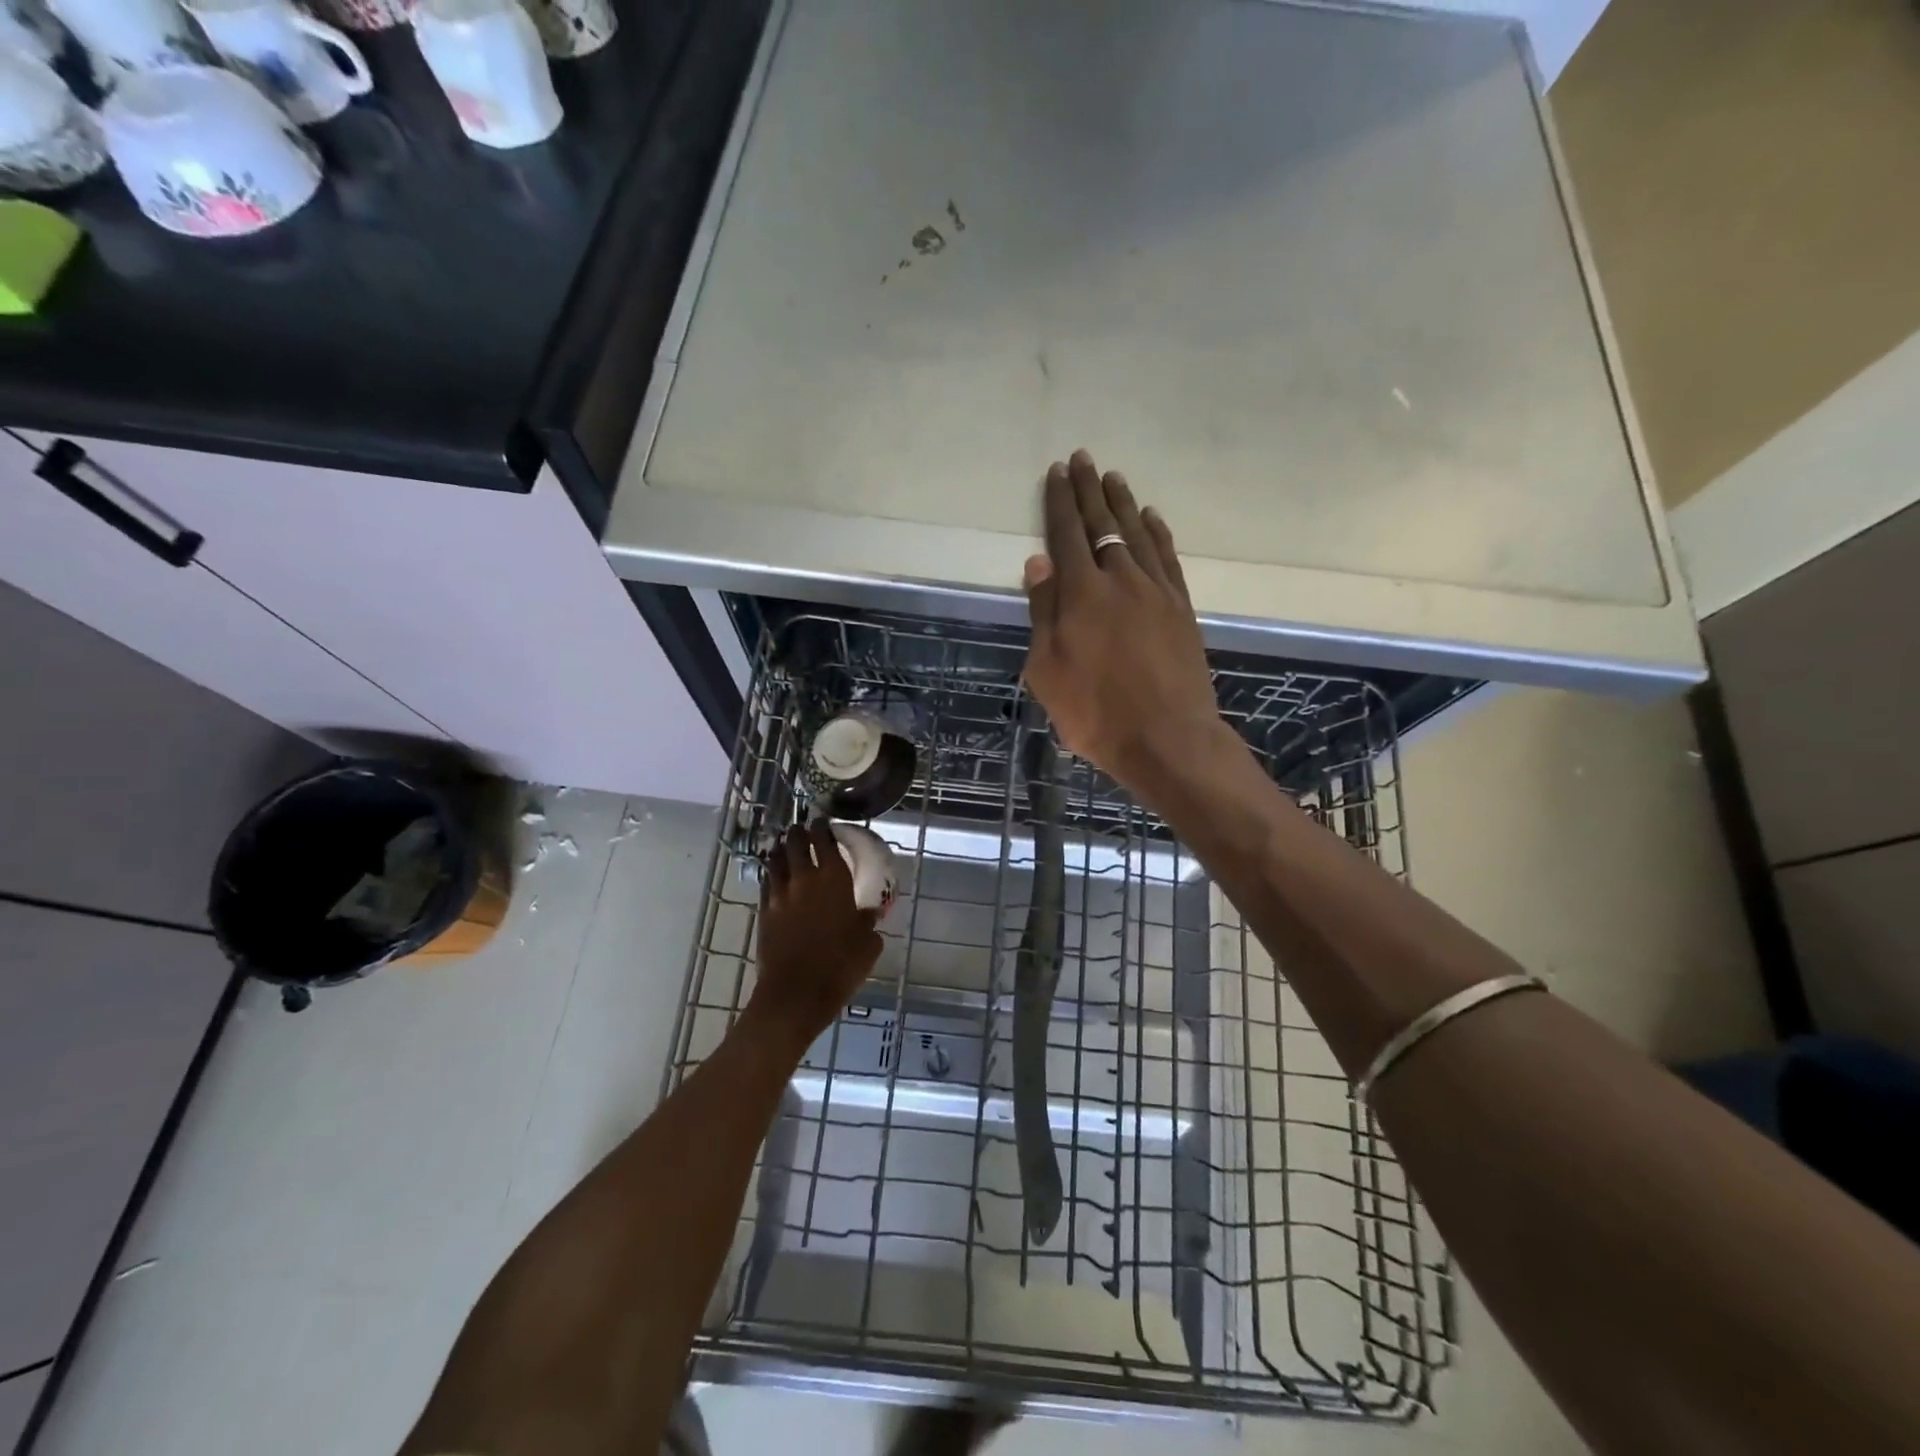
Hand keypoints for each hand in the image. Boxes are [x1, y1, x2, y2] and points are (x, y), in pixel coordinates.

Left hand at [748, 820, 883, 1048]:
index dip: (823, 827)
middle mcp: (804, 879)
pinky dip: (771, 875)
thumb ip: (868, 923)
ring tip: (784, 846)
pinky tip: (774, 877)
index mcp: (833, 879)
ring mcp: (780, 895)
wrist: (796, 994)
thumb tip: (869, 914)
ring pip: (776, 861)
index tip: (823, 821)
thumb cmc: (840, 966)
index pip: (825, 840)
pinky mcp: (764, 913)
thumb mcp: (868, 944)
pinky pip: (766, 884)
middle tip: (802, 829)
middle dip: (798, 833)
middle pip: (795, 844)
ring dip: (781, 850)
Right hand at [1022, 450, 1228, 794]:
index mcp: (1081, 593)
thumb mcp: (1047, 670)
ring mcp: (1156, 591)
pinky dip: (1158, 533)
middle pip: (1103, 524)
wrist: (1167, 738)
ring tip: (1112, 478)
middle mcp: (1121, 579)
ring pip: (1138, 533)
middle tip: (1082, 458)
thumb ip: (1043, 612)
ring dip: (1123, 503)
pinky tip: (1151, 518)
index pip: (1066, 534)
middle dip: (1089, 490)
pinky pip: (1167, 558)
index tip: (1056, 472)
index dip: (1059, 501)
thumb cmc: (1095, 712)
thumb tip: (1039, 562)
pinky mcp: (1181, 608)